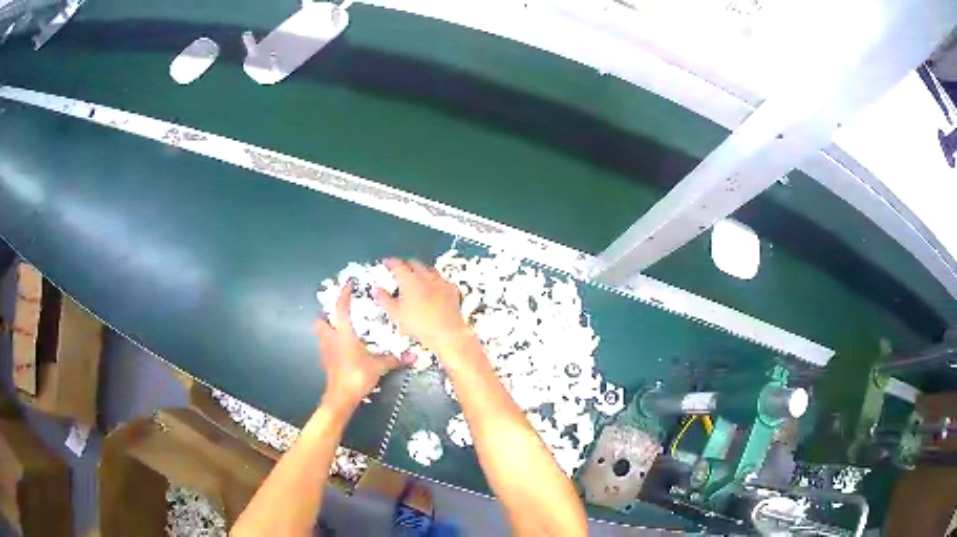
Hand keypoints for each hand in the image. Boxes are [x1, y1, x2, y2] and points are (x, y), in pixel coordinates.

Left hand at [315, 282, 410, 410]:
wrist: (341, 397)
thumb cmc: (357, 375)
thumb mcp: (379, 366)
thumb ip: (394, 359)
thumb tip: (414, 356)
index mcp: (343, 333)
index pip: (341, 308)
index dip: (344, 294)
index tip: (349, 285)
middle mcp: (330, 338)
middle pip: (320, 320)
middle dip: (326, 316)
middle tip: (339, 315)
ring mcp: (325, 351)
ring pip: (321, 334)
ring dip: (328, 330)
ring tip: (343, 331)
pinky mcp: (326, 363)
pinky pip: (326, 348)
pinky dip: (332, 345)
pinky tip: (344, 350)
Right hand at [374, 258, 477, 362]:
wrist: (445, 332)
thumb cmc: (419, 324)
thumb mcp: (395, 313)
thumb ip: (384, 299)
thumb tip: (377, 290)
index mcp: (409, 280)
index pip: (397, 265)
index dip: (390, 262)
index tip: (387, 262)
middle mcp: (426, 277)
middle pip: (414, 264)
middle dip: (406, 264)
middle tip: (400, 268)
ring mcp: (441, 282)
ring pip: (430, 270)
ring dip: (422, 270)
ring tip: (417, 276)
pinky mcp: (452, 290)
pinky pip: (443, 281)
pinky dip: (437, 282)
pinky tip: (436, 287)